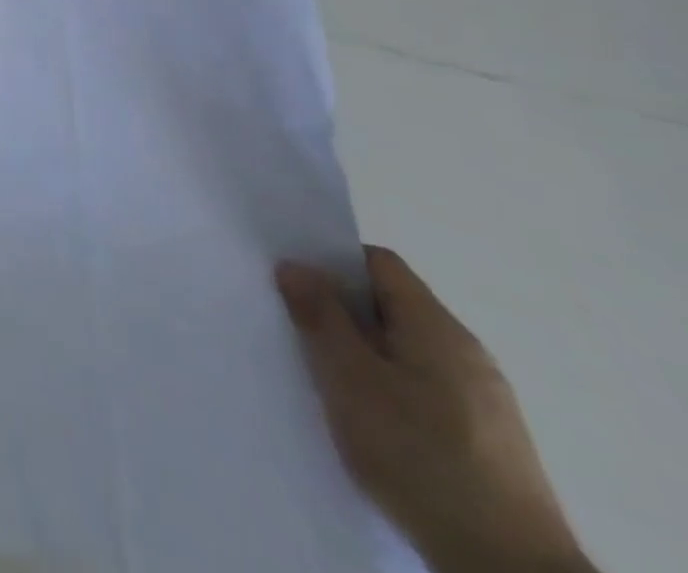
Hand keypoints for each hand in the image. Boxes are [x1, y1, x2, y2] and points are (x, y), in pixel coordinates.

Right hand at [276, 248, 593, 572]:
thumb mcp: (349, 378)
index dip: (332, 262)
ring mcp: (485, 401)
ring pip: (405, 352)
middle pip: (391, 307)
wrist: (509, 569)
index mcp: (437, 326)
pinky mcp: (488, 443)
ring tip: (328, 381)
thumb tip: (296, 265)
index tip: (295, 283)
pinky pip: (424, 390)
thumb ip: (320, 315)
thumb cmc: (419, 455)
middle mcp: (467, 352)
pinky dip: (389, 391)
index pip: (378, 263)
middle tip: (299, 331)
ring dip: (363, 355)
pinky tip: (371, 424)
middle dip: (342, 312)